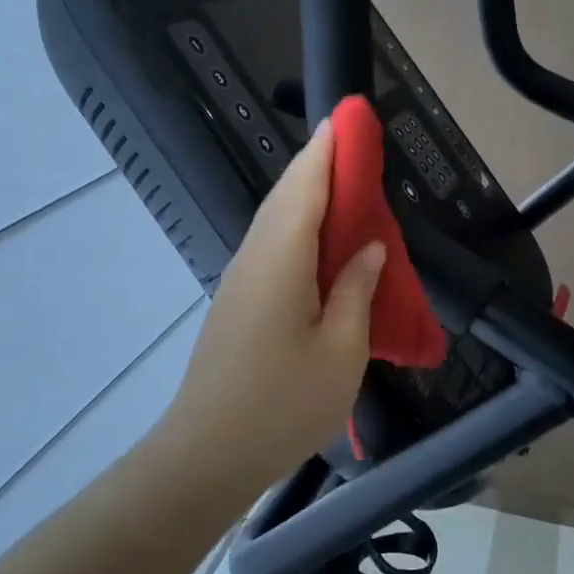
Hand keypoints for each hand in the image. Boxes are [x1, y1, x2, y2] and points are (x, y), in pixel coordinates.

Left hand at [159, 121, 384, 488]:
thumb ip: (357, 291)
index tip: (346, 118)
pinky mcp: (237, 301)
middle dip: (317, 164)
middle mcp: (255, 256)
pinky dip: (297, 226)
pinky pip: (271, 245)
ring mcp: (240, 279)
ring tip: (342, 184)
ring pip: (276, 220)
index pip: (305, 187)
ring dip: (306, 194)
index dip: (326, 150)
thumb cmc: (282, 404)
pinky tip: (318, 241)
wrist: (206, 455)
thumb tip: (367, 248)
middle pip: (286, 196)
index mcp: (280, 258)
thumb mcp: (341, 351)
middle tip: (352, 144)